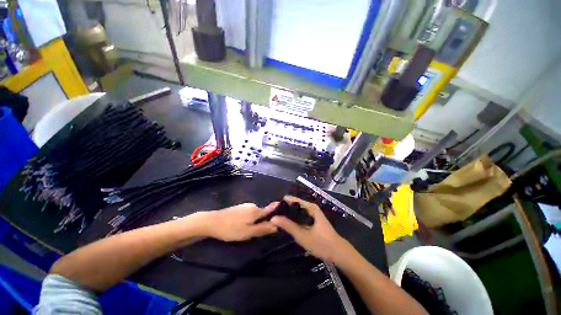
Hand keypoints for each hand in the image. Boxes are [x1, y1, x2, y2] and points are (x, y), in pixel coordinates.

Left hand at [203, 203, 277, 241]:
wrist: (211, 222)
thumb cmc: (231, 229)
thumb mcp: (248, 232)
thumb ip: (263, 229)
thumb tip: (277, 225)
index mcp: (256, 210)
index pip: (271, 208)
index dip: (278, 211)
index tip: (283, 216)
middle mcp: (252, 205)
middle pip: (263, 213)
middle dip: (265, 220)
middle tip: (260, 232)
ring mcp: (245, 206)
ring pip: (256, 213)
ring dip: (256, 221)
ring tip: (250, 231)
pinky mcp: (239, 208)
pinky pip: (249, 213)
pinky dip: (250, 219)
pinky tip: (242, 226)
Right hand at [270, 196, 349, 262]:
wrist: (339, 253)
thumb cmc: (322, 244)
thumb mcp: (303, 236)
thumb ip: (288, 226)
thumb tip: (273, 218)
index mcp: (309, 207)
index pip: (291, 200)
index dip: (281, 204)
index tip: (271, 211)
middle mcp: (310, 207)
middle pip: (293, 205)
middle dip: (283, 211)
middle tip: (272, 218)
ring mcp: (312, 213)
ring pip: (296, 211)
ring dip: (287, 216)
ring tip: (277, 222)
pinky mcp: (312, 220)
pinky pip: (299, 216)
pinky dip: (293, 220)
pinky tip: (287, 226)